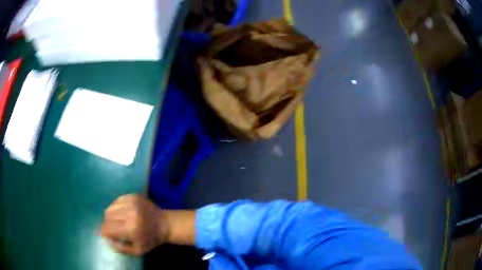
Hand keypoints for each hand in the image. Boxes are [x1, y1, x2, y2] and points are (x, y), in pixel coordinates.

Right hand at [101, 194, 167, 255]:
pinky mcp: (134, 195)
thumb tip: (107, 240)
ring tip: (118, 221)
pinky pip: (117, 200)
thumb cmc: (151, 239)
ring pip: (111, 207)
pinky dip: (116, 207)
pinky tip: (122, 213)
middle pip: (107, 215)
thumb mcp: (138, 250)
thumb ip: (121, 248)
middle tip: (113, 228)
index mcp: (131, 228)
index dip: (104, 231)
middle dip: (107, 223)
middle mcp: (130, 213)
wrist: (165, 224)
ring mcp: (132, 202)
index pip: (108, 227)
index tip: (105, 234)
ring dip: (111, 215)